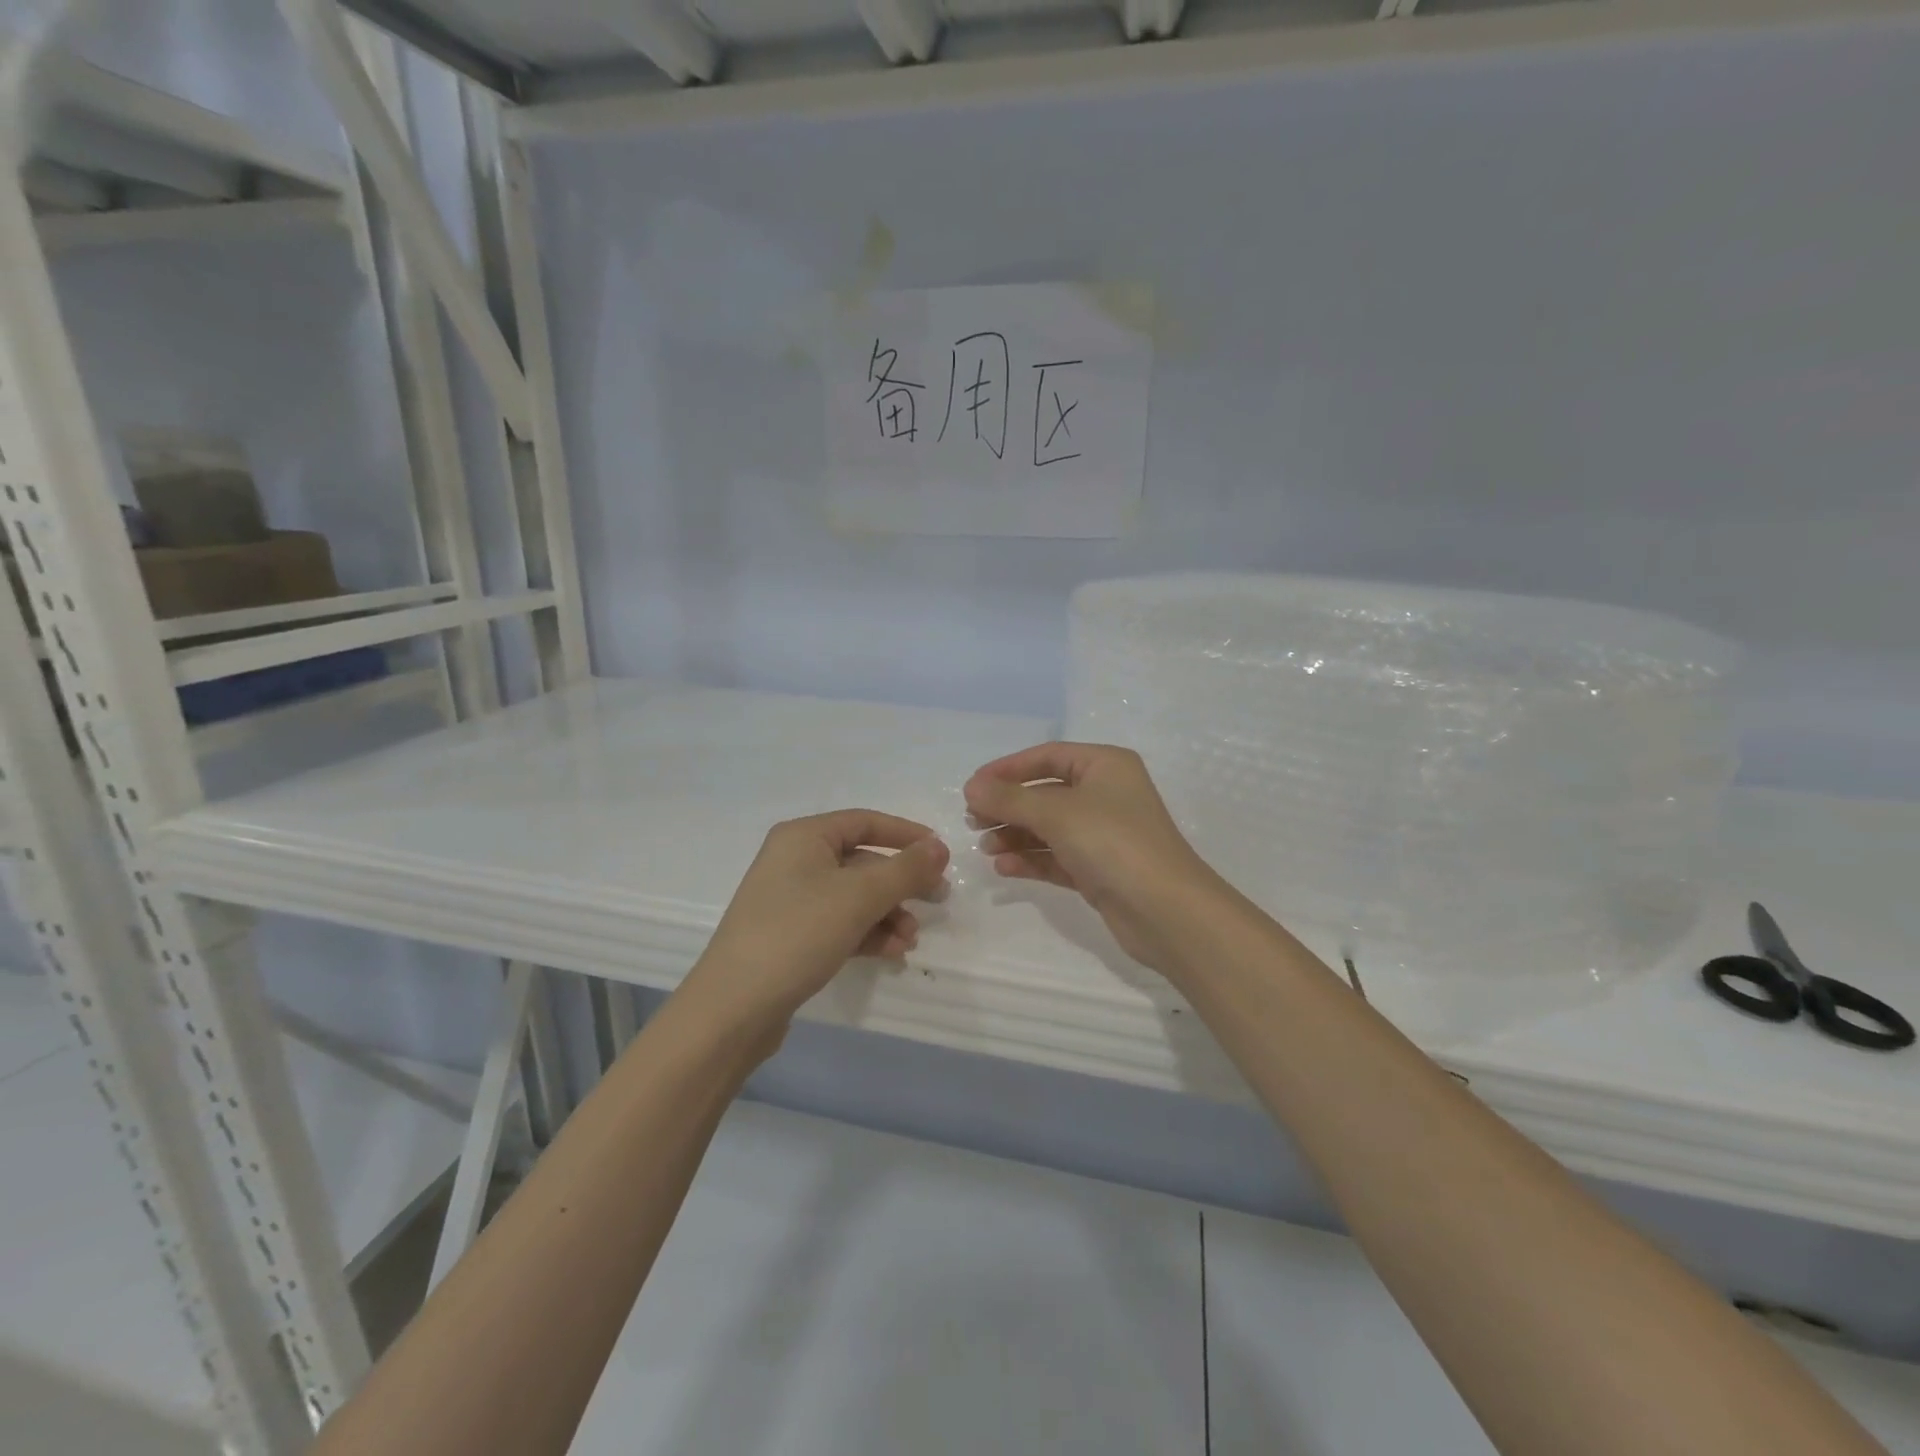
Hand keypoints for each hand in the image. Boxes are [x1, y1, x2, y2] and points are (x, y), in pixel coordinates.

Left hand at [685, 810, 950, 1043]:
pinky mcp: (791, 935)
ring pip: (854, 896)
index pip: (865, 822)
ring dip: (888, 914)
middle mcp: (795, 860)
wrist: (733, 1008)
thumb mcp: (859, 897)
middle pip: (862, 861)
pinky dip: (868, 933)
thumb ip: (905, 870)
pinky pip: (840, 923)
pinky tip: (891, 953)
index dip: (906, 835)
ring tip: (910, 939)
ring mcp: (791, 900)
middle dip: (901, 883)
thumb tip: (940, 847)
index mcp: (804, 837)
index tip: (942, 855)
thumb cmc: (797, 934)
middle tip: (938, 901)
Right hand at [963, 743, 1225, 976]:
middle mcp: (1106, 794)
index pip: (1047, 756)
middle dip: (1009, 806)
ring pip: (1049, 827)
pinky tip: (1003, 868)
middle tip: (973, 821)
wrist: (1165, 910)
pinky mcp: (1100, 869)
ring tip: (985, 847)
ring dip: (1016, 835)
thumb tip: (971, 786)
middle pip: (1045, 793)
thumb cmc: (1112, 842)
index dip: (1007, 769)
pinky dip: (1031, 859)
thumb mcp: (1056, 813)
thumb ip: (1009, 798)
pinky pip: (1057, 857)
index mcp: (1105, 766)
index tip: (972, 787)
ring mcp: (1104, 834)